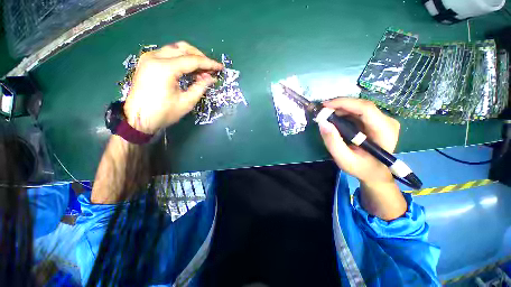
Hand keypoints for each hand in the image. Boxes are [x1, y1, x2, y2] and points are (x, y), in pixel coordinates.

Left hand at [123, 42, 222, 133]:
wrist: (137, 119)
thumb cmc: (163, 113)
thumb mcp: (186, 102)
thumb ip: (200, 87)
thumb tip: (211, 78)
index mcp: (165, 68)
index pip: (193, 60)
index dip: (209, 64)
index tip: (220, 67)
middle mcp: (155, 57)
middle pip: (183, 48)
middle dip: (200, 57)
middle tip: (211, 69)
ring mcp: (149, 58)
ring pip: (175, 49)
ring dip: (191, 57)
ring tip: (202, 70)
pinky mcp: (147, 62)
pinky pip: (168, 54)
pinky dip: (181, 59)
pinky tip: (188, 70)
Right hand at [318, 98, 399, 184]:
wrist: (374, 172)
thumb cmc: (361, 167)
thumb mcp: (344, 159)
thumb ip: (333, 142)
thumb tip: (323, 123)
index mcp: (384, 131)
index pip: (365, 109)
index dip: (344, 103)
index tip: (325, 105)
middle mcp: (387, 121)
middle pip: (362, 105)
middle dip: (340, 105)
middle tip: (322, 111)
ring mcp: (383, 120)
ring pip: (359, 107)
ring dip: (341, 108)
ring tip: (326, 115)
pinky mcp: (377, 120)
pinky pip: (359, 111)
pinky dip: (345, 112)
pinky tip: (335, 118)